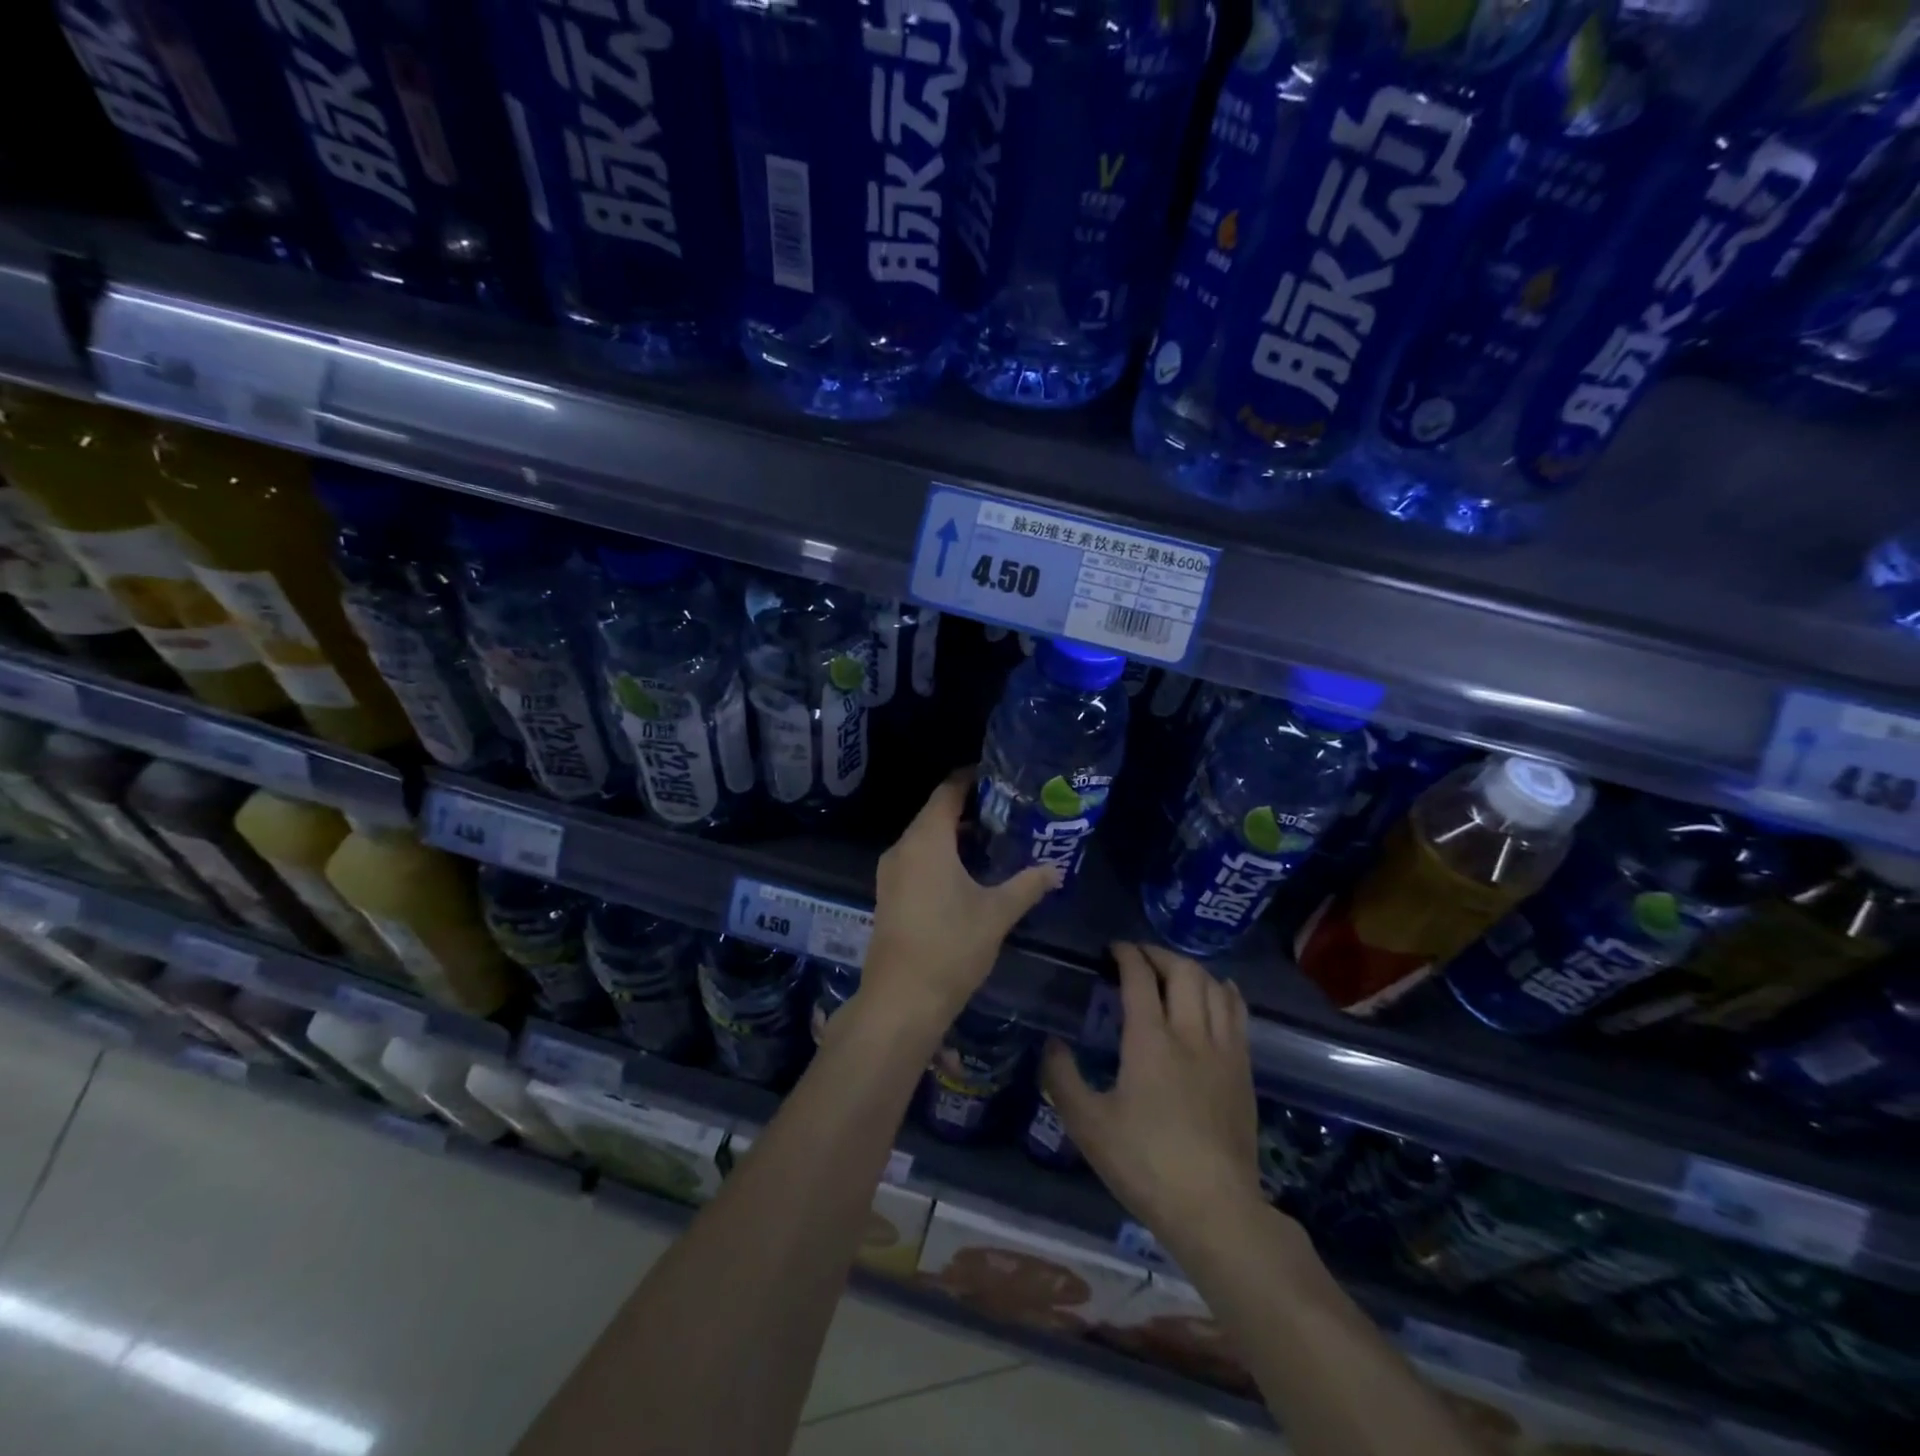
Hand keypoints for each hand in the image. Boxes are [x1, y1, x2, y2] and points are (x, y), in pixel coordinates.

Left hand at [863, 769, 1059, 1029]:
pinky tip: (968, 872)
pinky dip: (941, 855)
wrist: (901, 1000)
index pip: (947, 791)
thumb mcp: (997, 913)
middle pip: (935, 812)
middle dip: (969, 808)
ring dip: (955, 834)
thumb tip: (1055, 869)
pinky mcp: (889, 894)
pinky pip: (917, 858)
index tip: (1000, 777)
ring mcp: (891, 872)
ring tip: (994, 839)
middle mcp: (903, 847)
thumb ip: (1027, 885)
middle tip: (1007, 810)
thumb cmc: (950, 947)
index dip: (971, 778)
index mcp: (926, 840)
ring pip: (925, 838)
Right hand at [1045, 943, 1266, 1256]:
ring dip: (1190, 969)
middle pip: (1182, 972)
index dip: (1126, 955)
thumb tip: (1051, 1043)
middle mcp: (1190, 1033)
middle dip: (1158, 954)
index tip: (1113, 949)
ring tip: (1172, 971)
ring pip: (1213, 987)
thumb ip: (1062, 1078)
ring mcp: (1223, 1050)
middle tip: (1139, 957)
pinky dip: (1224, 992)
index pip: (1140, 978)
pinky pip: (1238, 1013)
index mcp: (1150, 1040)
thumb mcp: (1088, 1125)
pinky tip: (1218, 992)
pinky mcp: (1244, 1070)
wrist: (1215, 1208)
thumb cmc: (1145, 1164)